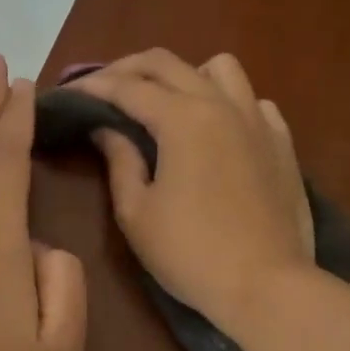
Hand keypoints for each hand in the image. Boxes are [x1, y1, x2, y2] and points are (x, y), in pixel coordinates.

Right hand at [73, 50, 312, 335]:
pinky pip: (253, 100)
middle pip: (168, 63)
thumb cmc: (191, 254)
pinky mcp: (281, 142)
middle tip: (102, 88)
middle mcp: (221, 104)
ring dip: (184, 74)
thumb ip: (119, 161)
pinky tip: (216, 128)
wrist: (267, 286)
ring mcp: (258, 120)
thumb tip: (106, 128)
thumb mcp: (137, 213)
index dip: (92, 86)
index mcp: (182, 118)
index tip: (68, 93)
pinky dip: (227, 101)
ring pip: (219, 68)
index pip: (127, 87)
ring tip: (165, 101)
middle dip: (127, 69)